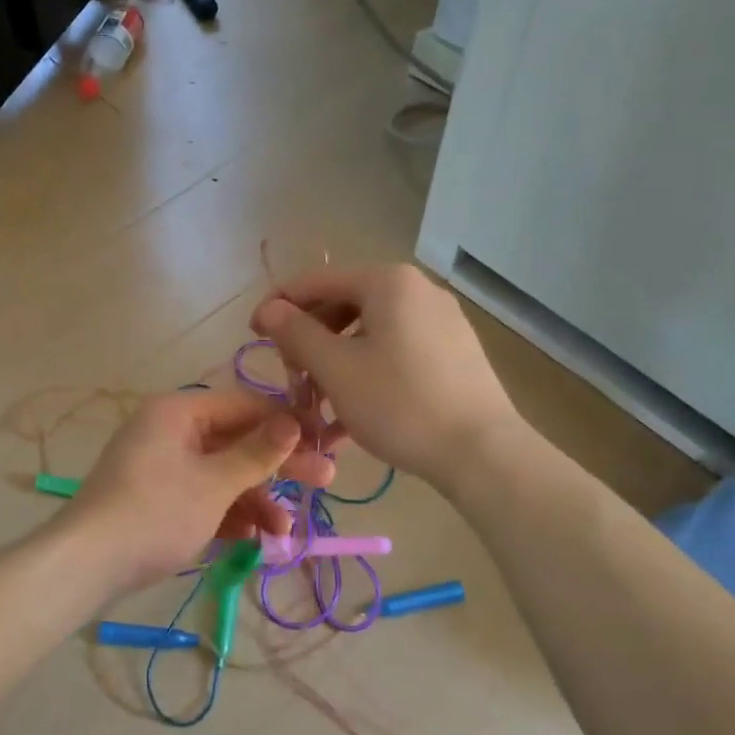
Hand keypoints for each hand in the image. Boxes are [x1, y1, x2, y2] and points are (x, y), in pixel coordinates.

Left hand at [60, 389, 335, 593]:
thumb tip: (295, 420)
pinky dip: (230, 514)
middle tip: (324, 481)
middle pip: (237, 441)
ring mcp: (163, 466)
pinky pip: (204, 496)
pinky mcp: (159, 498)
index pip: (245, 404)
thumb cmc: (155, 513)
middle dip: (278, 466)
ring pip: (223, 474)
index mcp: (179, 411)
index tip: (325, 443)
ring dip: (256, 499)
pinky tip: (258, 539)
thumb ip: (258, 453)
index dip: (287, 423)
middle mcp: (170, 431)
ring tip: (285, 531)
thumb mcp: (214, 484)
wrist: (87, 565)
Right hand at [251, 264, 523, 489]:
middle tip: (290, 378)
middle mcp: (417, 291)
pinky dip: (365, 375)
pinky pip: (395, 353)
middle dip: (309, 342)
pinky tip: (348, 416)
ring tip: (315, 406)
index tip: (252, 335)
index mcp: (388, 282)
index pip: (317, 281)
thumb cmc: (400, 404)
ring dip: (334, 365)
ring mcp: (440, 322)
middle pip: (344, 307)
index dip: (279, 305)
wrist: (482, 453)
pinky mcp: (453, 354)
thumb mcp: (336, 370)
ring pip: (369, 335)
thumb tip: (268, 310)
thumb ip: (296, 333)